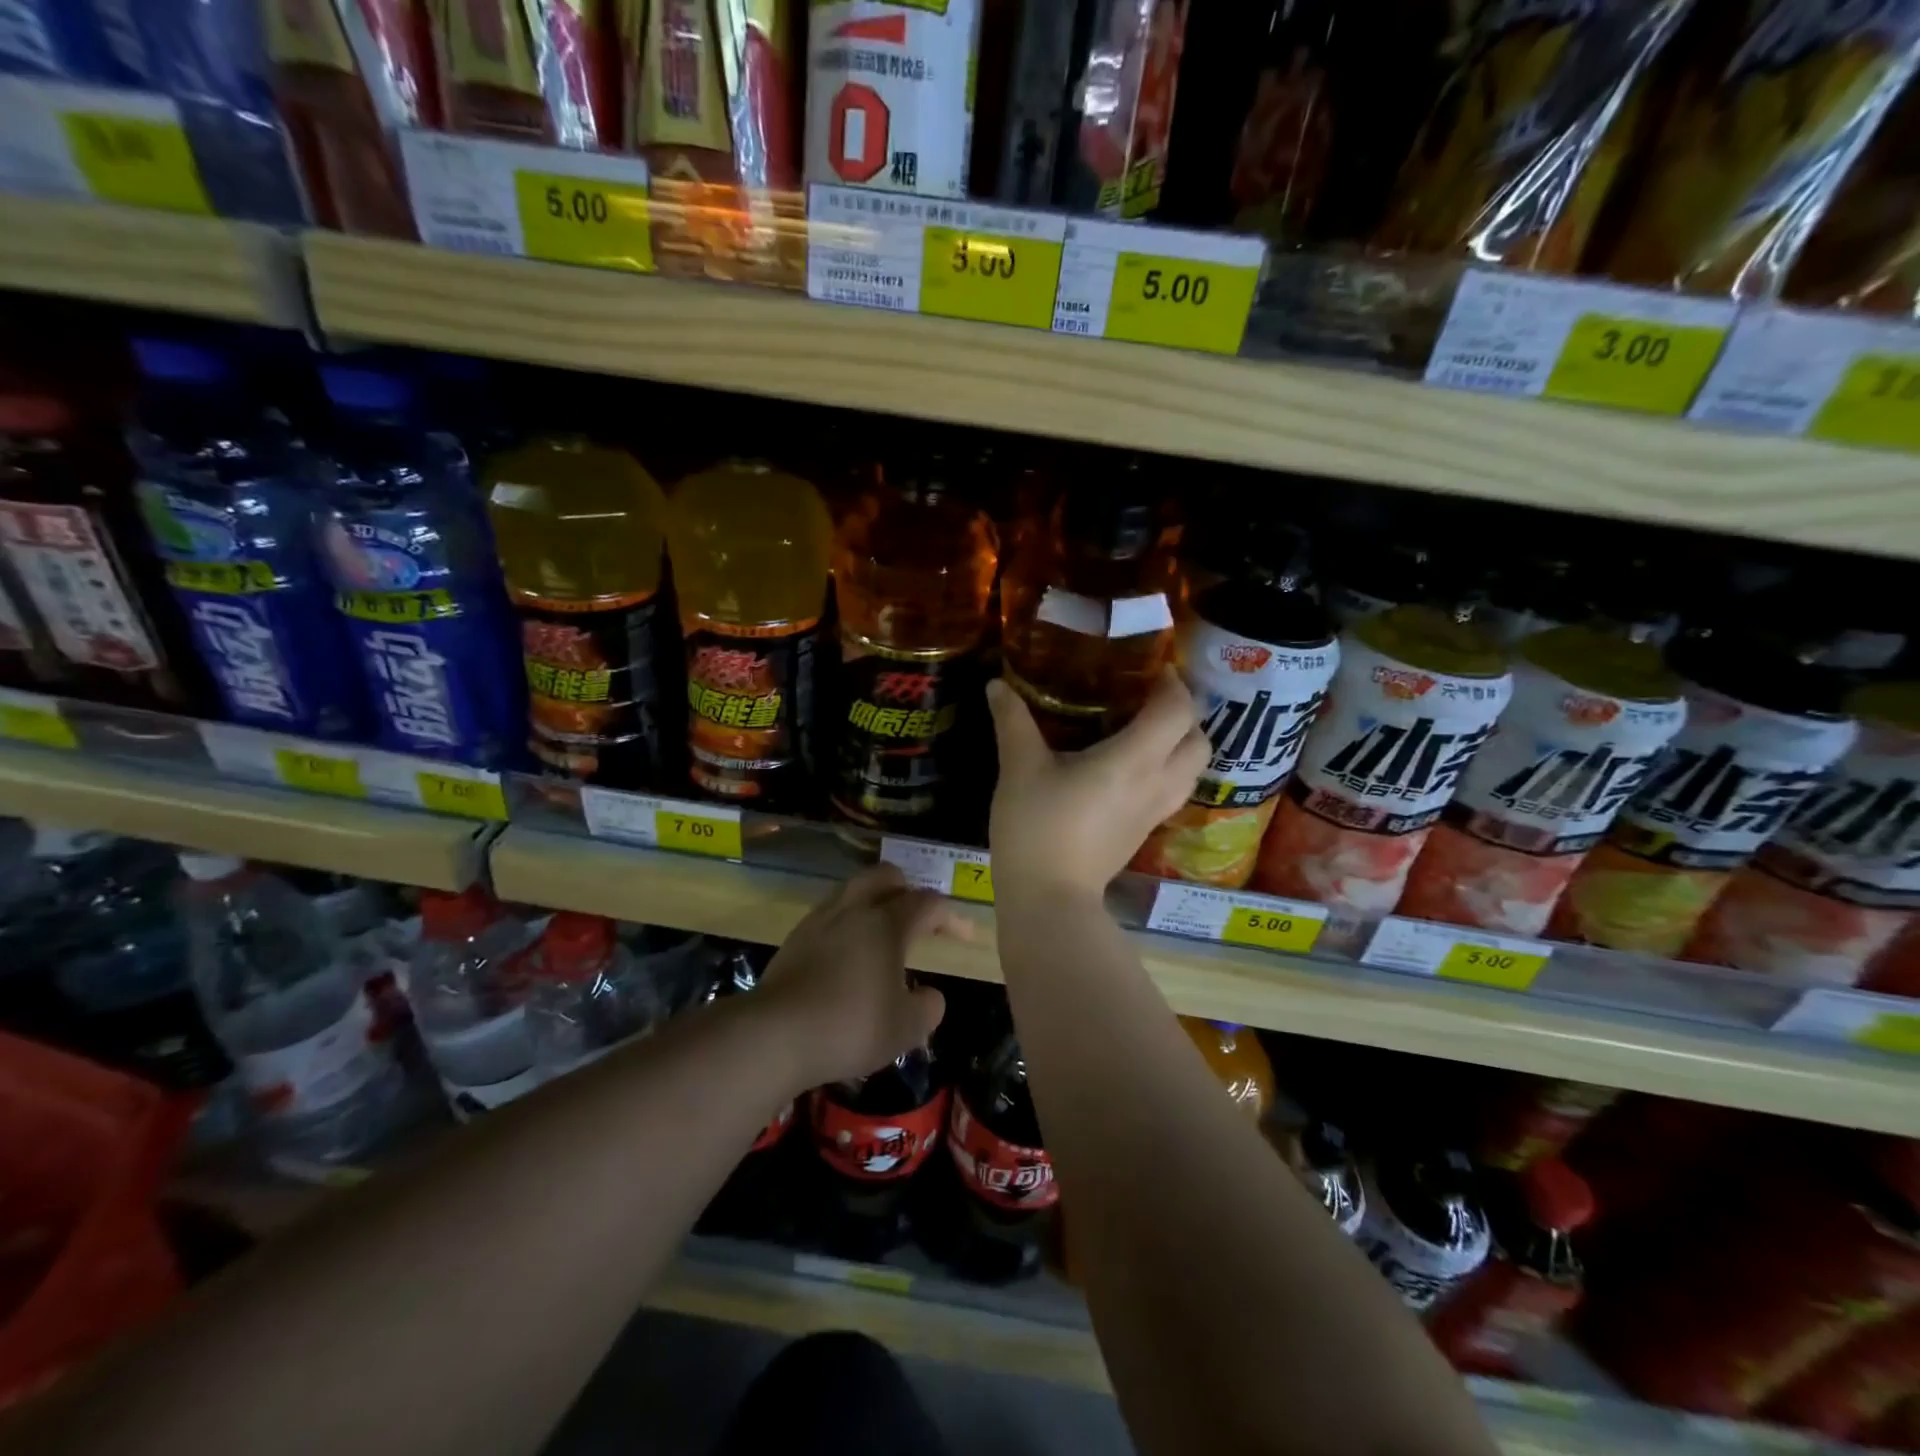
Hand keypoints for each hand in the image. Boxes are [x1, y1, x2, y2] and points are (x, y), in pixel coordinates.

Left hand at [755, 865, 956, 1087]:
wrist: (775, 1034)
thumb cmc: (850, 1026)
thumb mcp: (905, 1028)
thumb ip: (928, 1007)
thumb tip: (930, 995)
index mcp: (887, 923)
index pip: (927, 904)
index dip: (950, 917)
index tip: (964, 936)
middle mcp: (854, 909)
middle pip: (885, 876)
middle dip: (907, 890)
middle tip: (917, 918)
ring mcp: (819, 919)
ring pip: (853, 890)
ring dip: (874, 902)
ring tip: (881, 934)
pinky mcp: (794, 938)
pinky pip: (830, 914)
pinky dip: (847, 923)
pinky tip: (848, 953)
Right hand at [987, 668, 1209, 899]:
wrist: (1049, 898)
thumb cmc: (1036, 827)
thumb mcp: (1019, 768)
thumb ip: (1012, 721)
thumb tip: (997, 684)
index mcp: (1133, 760)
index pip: (1178, 710)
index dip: (1173, 683)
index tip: (1152, 668)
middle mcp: (1157, 782)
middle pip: (1199, 739)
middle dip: (1184, 713)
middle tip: (1150, 698)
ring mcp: (1155, 811)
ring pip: (1193, 768)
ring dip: (1181, 742)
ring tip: (1144, 728)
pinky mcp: (1146, 831)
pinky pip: (1175, 788)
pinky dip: (1168, 767)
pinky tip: (1131, 766)